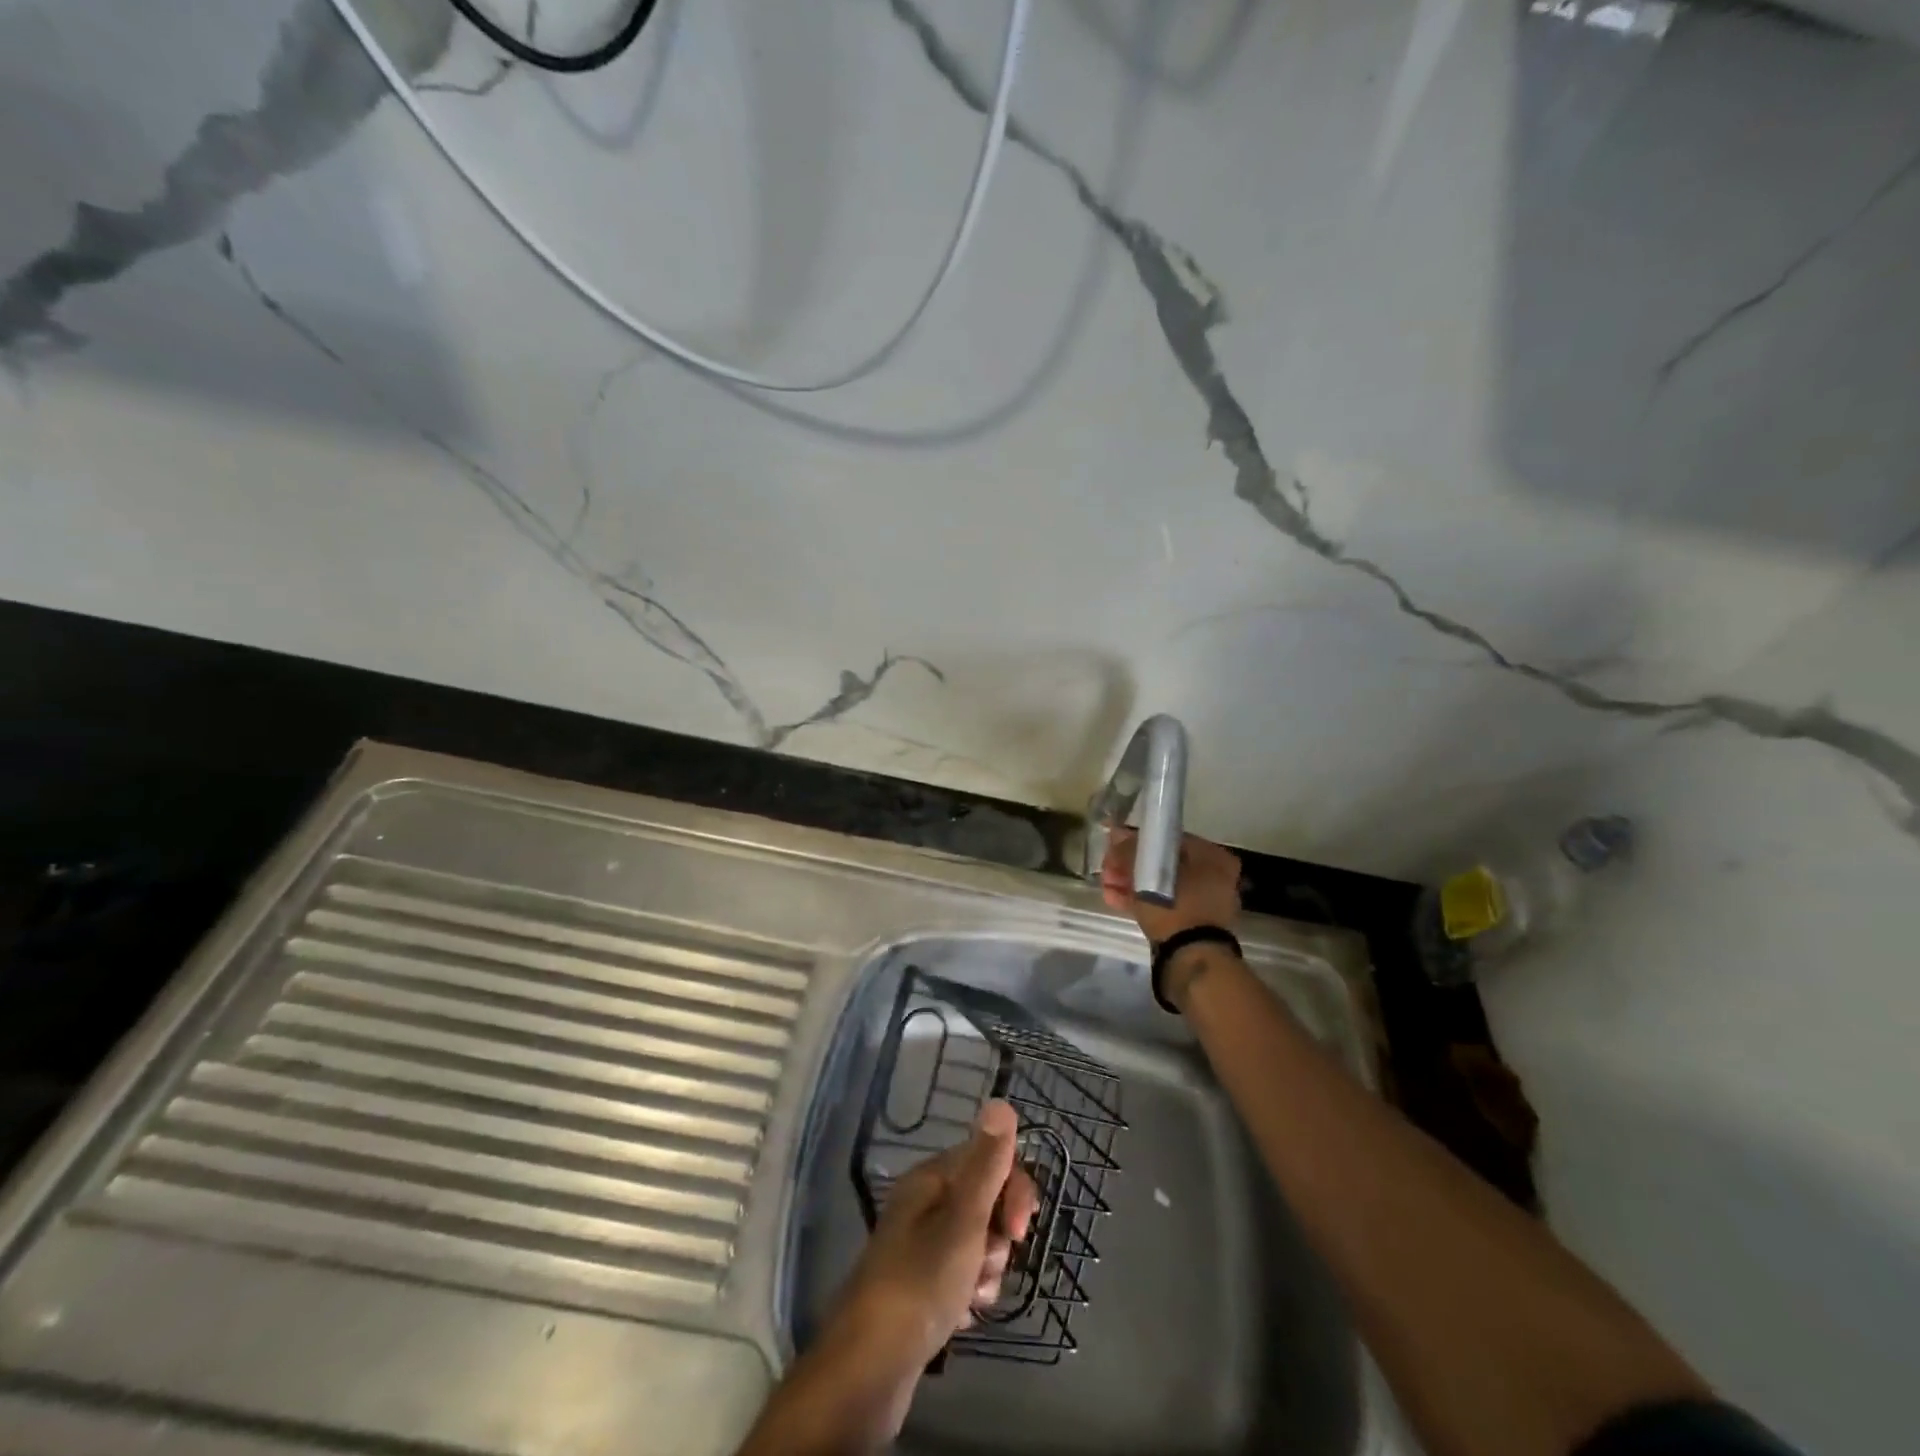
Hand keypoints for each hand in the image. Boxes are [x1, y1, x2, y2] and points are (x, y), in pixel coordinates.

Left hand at [830, 1100, 1038, 1371]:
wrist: (868, 1370)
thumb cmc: (920, 1284)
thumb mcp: (962, 1220)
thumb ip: (986, 1163)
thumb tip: (1001, 1101)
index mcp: (931, 1179)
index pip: (989, 1159)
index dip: (1013, 1190)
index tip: (1017, 1230)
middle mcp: (925, 1204)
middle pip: (986, 1201)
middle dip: (999, 1236)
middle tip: (988, 1265)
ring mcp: (922, 1246)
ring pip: (979, 1242)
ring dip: (987, 1269)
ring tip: (972, 1297)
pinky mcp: (923, 1287)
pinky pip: (963, 1276)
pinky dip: (971, 1293)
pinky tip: (963, 1316)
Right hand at [1101, 829, 1242, 942]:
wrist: (1192, 957)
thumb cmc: (1175, 905)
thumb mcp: (1146, 872)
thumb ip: (1130, 850)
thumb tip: (1116, 834)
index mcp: (1214, 857)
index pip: (1168, 840)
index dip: (1137, 842)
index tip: (1114, 848)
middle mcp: (1215, 876)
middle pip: (1163, 864)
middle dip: (1130, 866)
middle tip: (1107, 870)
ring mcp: (1205, 903)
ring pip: (1161, 886)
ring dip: (1131, 884)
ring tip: (1106, 886)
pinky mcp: (1192, 924)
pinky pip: (1165, 905)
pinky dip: (1142, 901)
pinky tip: (1114, 900)